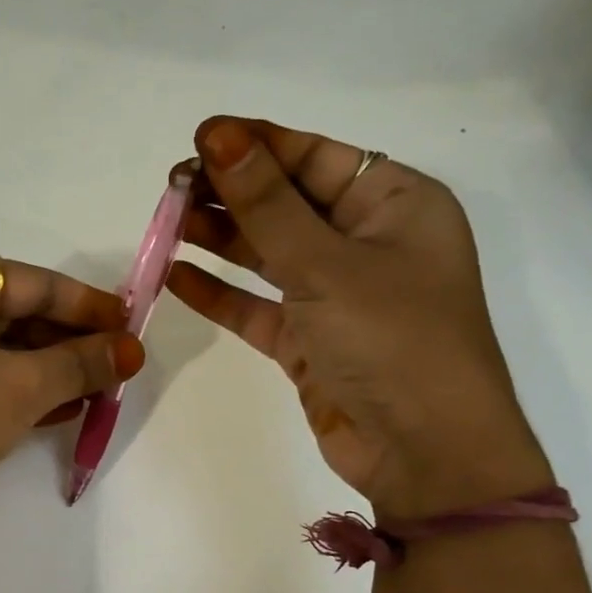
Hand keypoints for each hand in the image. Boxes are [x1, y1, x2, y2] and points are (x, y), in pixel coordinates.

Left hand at [0, 256, 143, 543]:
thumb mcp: (19, 388)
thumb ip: (79, 364)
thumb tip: (129, 350)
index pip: (34, 281)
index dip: (89, 306)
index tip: (131, 327)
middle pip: (11, 313)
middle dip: (66, 343)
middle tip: (113, 368)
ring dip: (41, 370)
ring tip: (90, 394)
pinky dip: (7, 389)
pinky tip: (46, 412)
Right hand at [168, 117, 549, 518]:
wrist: (425, 454)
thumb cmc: (393, 341)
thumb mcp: (327, 265)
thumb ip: (266, 205)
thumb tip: (219, 138)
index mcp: (395, 205)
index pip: (316, 158)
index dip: (257, 145)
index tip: (199, 140)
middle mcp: (367, 243)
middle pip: (288, 203)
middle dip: (232, 192)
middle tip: (172, 186)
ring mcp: (336, 295)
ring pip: (268, 254)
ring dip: (219, 238)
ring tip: (166, 221)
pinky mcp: (308, 341)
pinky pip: (257, 306)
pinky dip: (219, 293)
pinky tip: (176, 276)